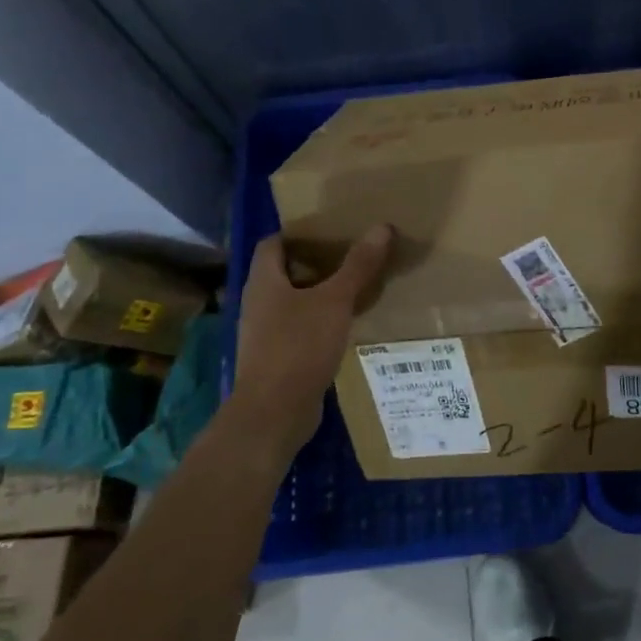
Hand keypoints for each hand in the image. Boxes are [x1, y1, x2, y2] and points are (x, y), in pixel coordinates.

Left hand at [224, 225, 392, 466]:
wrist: (273, 413)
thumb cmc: (298, 347)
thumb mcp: (335, 302)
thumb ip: (358, 266)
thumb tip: (382, 227)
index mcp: (264, 282)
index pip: (272, 244)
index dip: (298, 234)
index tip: (331, 231)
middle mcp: (258, 303)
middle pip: (284, 272)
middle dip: (316, 263)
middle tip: (351, 255)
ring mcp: (265, 333)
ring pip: (293, 302)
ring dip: (320, 294)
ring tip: (355, 287)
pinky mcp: (277, 358)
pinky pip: (299, 329)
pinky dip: (320, 322)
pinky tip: (346, 325)